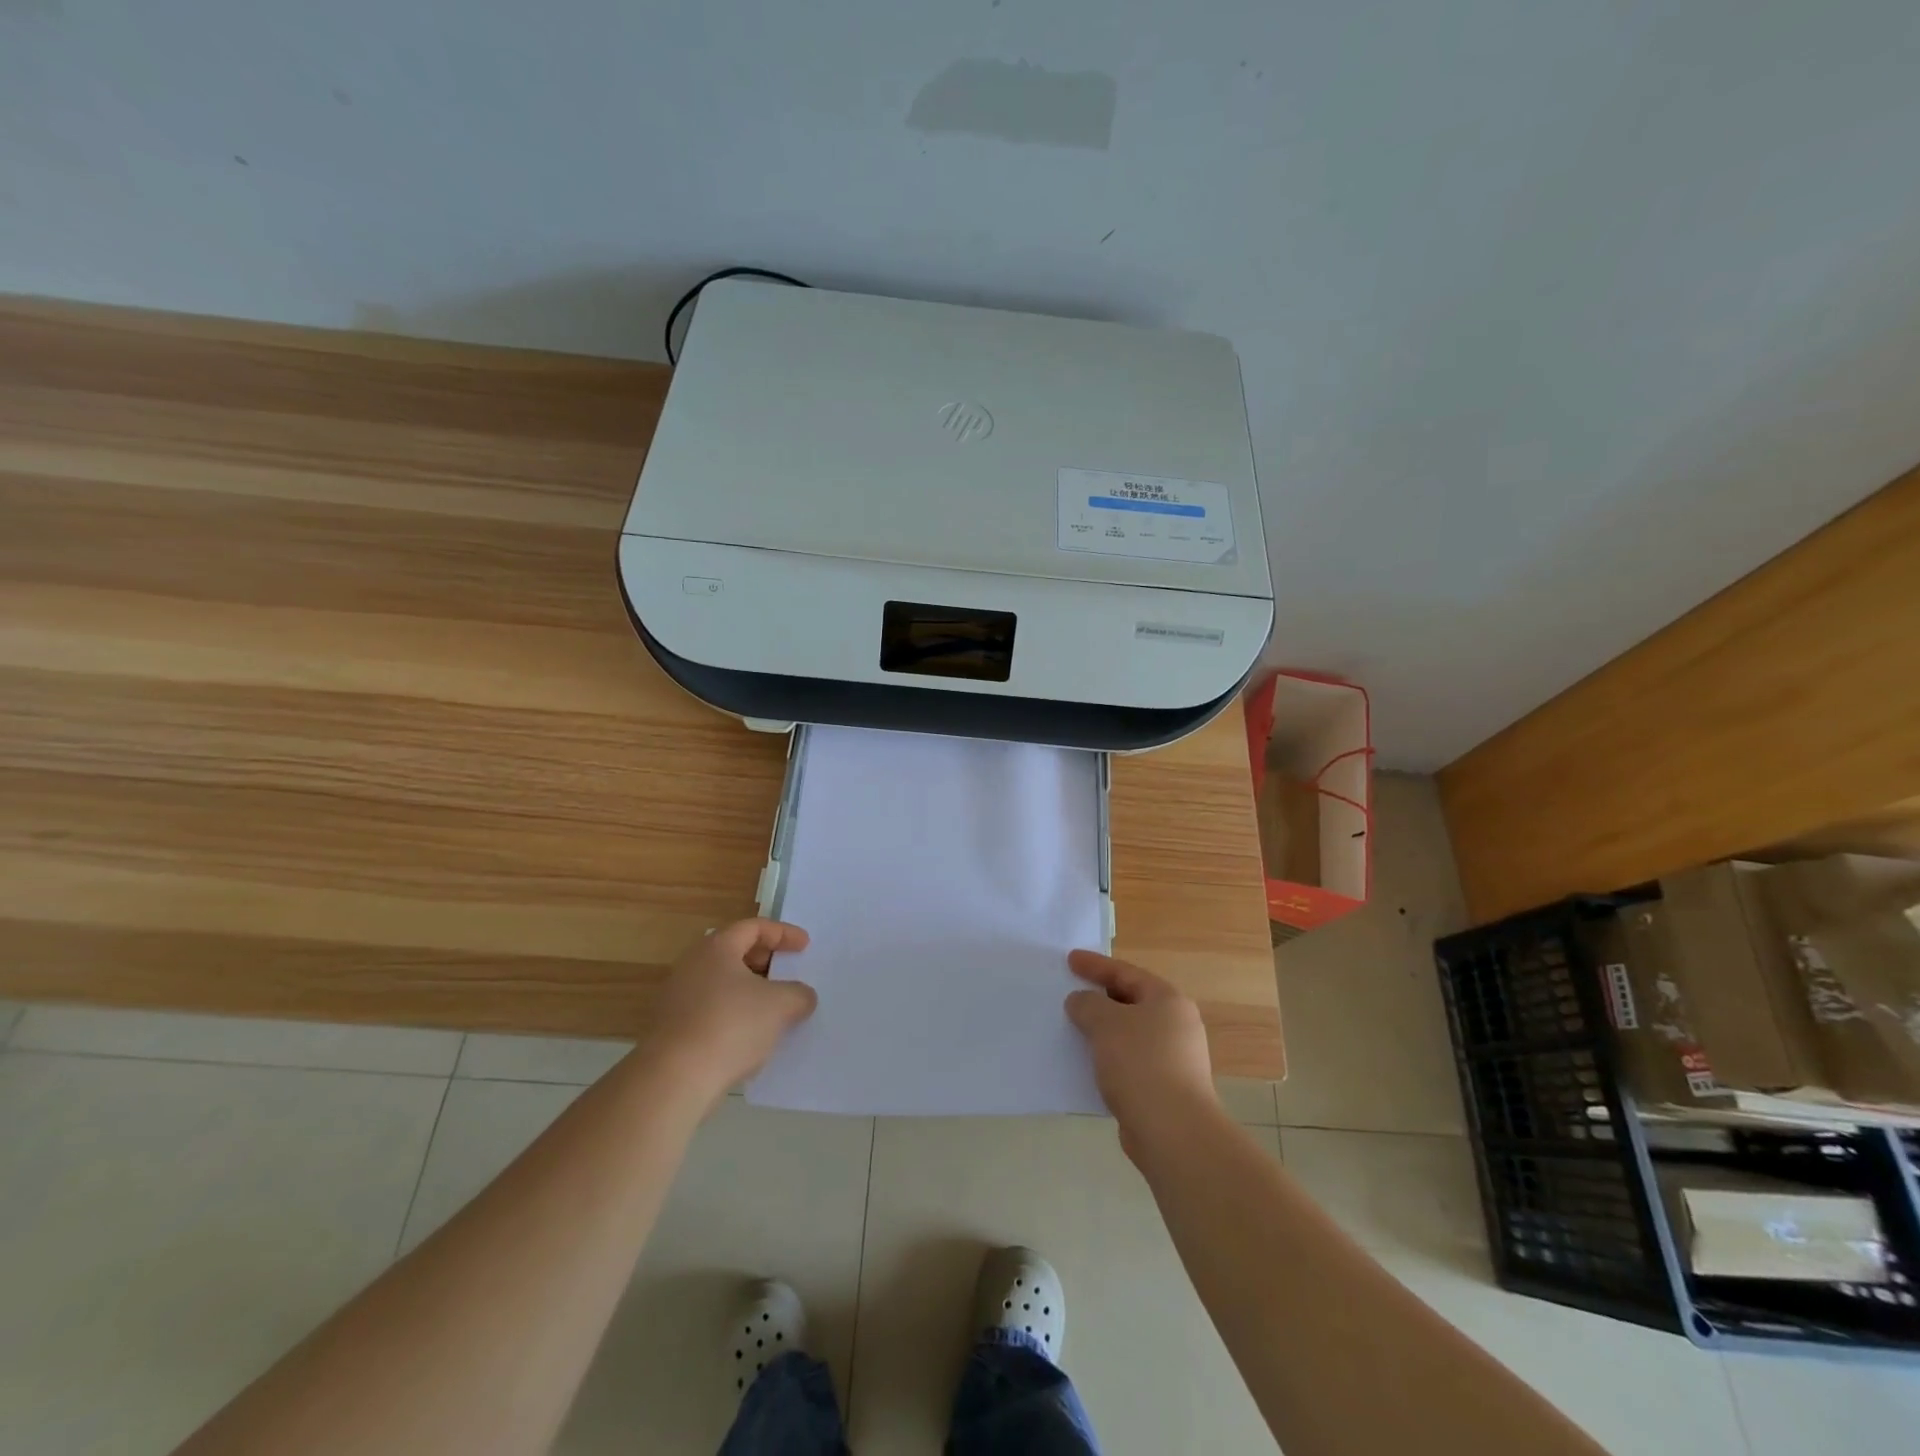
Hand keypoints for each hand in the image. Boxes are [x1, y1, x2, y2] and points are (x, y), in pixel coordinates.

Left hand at [648, 919, 817, 1106]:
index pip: (754, 927)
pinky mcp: (672, 1029)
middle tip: (788, 973)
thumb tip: (802, 996)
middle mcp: (692, 965)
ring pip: (722, 984)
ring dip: (750, 991)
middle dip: (766, 961)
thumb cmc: (731, 1026)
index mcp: (717, 948)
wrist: (673, 1080)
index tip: (805, 946)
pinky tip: (751, 1036)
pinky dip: (735, 1015)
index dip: (783, 933)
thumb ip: (799, 994)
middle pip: (735, 952)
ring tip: (775, 1009)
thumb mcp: (780, 1005)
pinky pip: (711, 1010)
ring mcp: (678, 998)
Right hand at [1066, 950, 1217, 1155]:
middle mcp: (1177, 1025)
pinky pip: (1131, 1061)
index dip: (1095, 965)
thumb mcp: (1105, 1023)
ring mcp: (1175, 1059)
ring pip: (1131, 1033)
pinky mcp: (1166, 1088)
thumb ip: (1087, 1004)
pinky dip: (1110, 1056)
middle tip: (1072, 992)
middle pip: (1132, 1001)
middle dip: (1100, 997)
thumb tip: (1081, 1001)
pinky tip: (1089, 1064)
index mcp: (1168, 1000)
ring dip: (1104, 1030)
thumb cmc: (1140, 1064)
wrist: (1173, 1132)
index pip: (1126, 972)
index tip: (1070, 959)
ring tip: (1074, 1028)